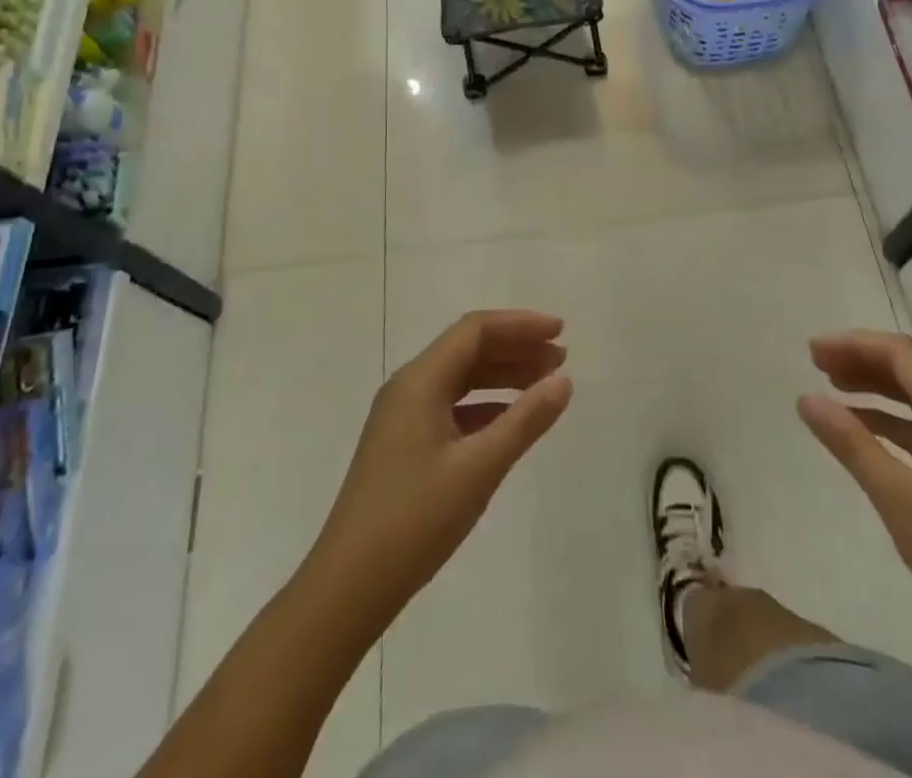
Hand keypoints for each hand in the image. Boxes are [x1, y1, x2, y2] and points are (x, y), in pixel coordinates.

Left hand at [308, 311, 572, 623]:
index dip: (520, 325)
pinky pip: (451, 407)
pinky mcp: (403, 445)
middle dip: (516, 348)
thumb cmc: (415, 519)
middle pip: (468, 349)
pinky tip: (511, 422)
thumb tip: (563, 380)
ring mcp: (402, 417)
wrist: (348, 587)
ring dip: (503, 376)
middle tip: (560, 359)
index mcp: (420, 380)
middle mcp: (409, 387)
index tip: (561, 332)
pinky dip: (485, 406)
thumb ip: (525, 420)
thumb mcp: (479, 468)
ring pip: (460, 379)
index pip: (475, 330)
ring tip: (544, 385)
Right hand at [797, 331, 911, 668]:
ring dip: (876, 389)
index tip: (812, 353)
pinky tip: (866, 435)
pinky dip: (892, 423)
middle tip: (816, 366)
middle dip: (863, 361)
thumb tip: (806, 397)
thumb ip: (850, 441)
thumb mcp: (896, 496)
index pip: (902, 354)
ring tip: (834, 391)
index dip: (854, 344)